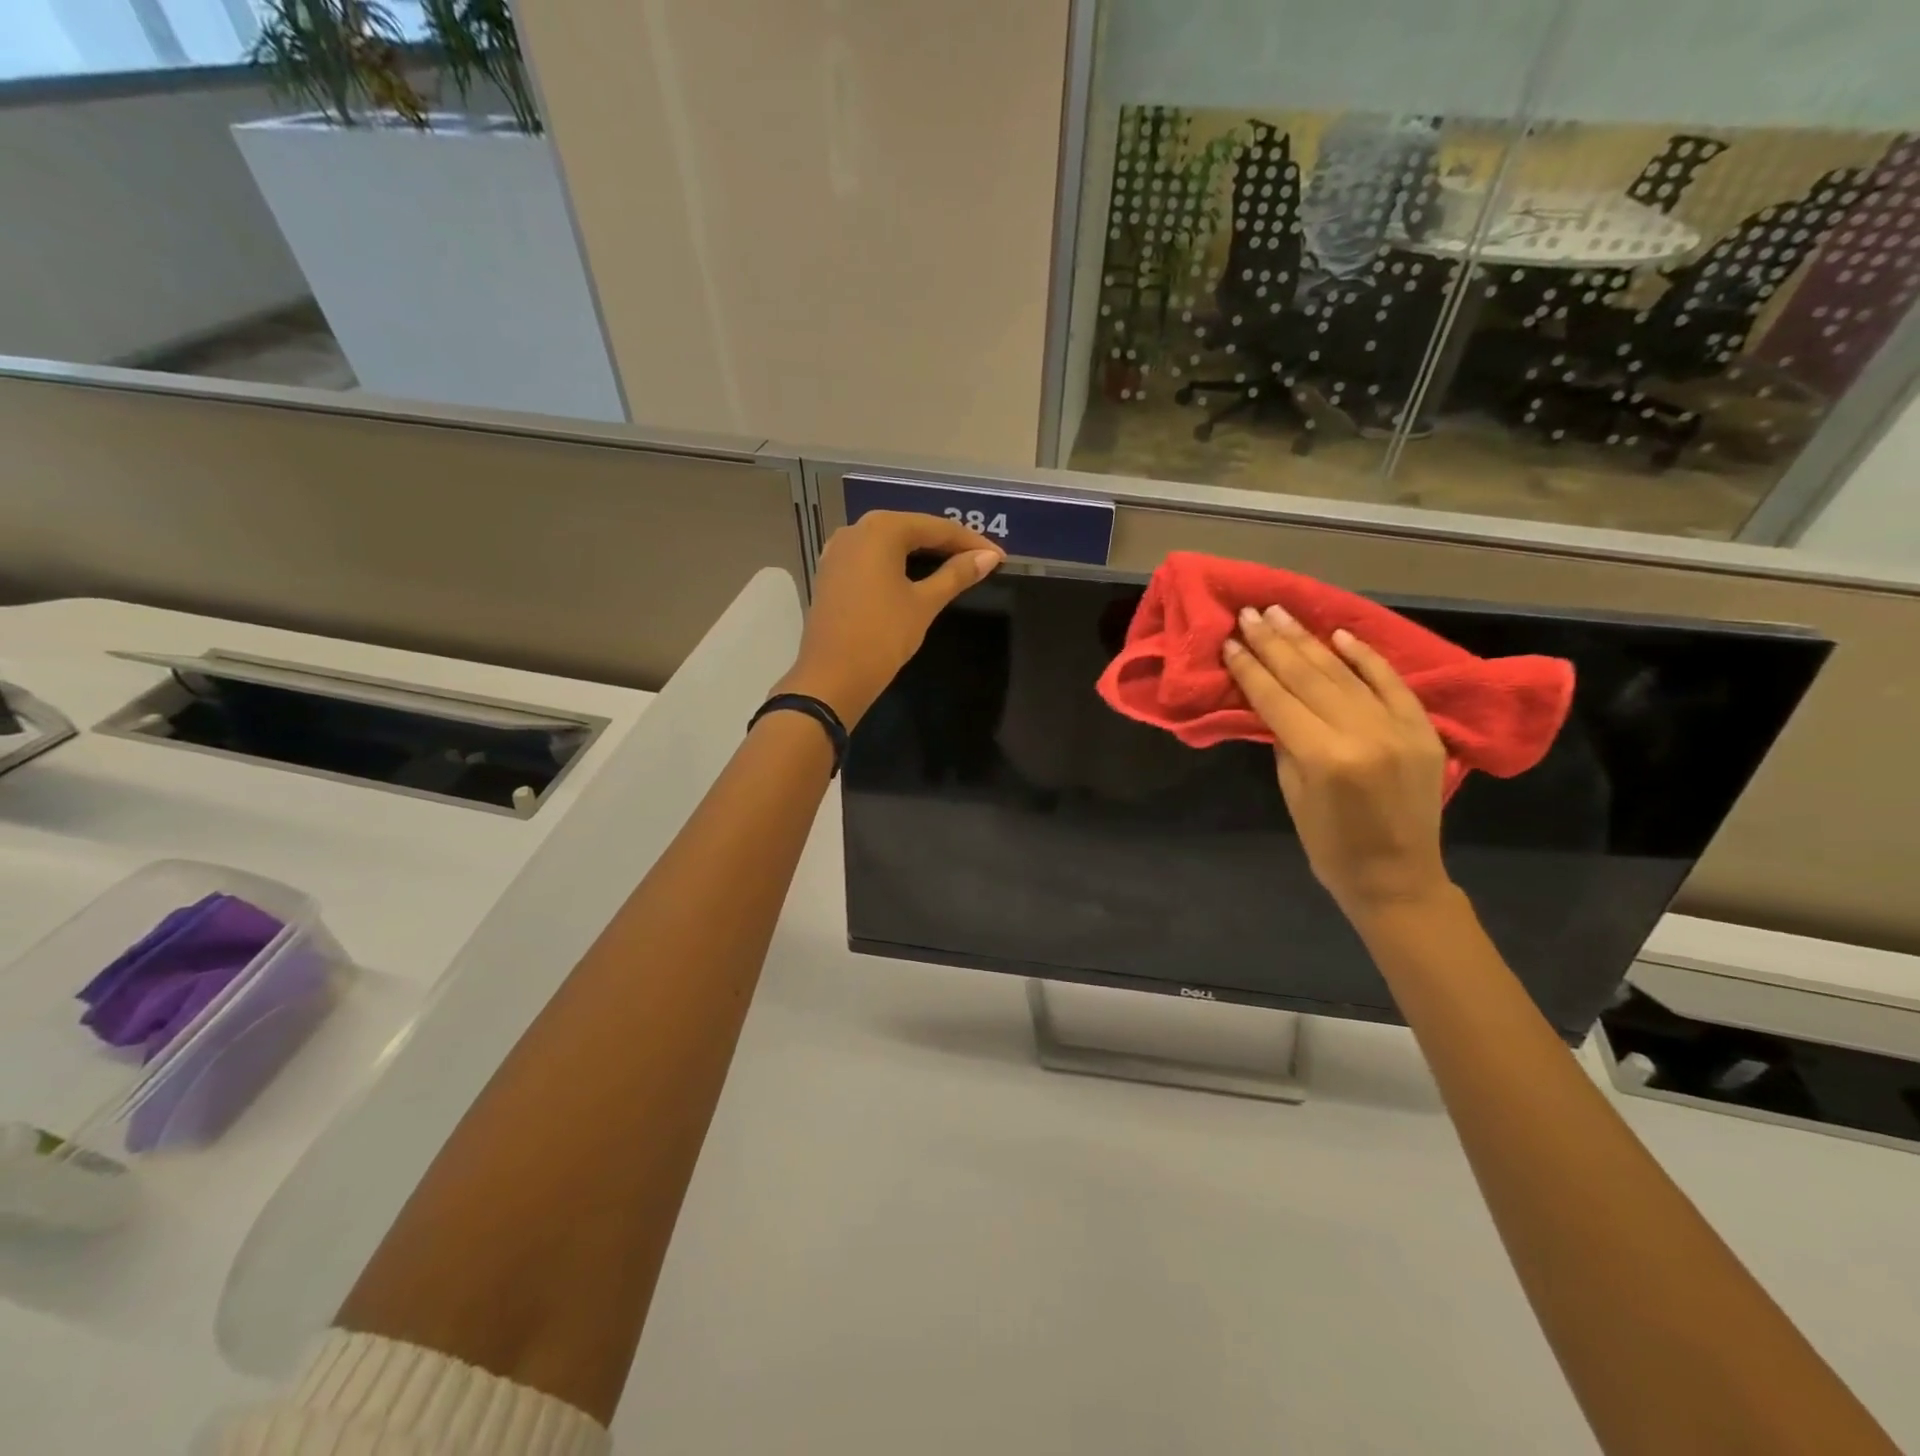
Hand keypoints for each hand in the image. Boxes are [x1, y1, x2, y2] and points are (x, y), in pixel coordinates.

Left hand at [774, 511, 1002, 726]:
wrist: (832, 678)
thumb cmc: (882, 636)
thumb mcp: (924, 604)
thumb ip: (956, 575)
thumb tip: (988, 558)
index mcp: (881, 529)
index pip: (935, 528)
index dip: (970, 542)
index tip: (999, 558)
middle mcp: (856, 529)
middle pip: (911, 530)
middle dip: (947, 544)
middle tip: (981, 561)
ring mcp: (838, 551)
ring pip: (890, 543)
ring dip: (922, 553)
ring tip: (955, 567)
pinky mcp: (831, 573)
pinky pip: (872, 559)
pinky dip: (897, 565)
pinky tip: (916, 577)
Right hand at [1223, 604, 1451, 924]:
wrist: (1398, 877)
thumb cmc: (1330, 846)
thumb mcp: (1293, 793)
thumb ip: (1285, 741)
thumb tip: (1273, 700)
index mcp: (1324, 757)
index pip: (1278, 699)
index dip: (1250, 669)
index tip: (1230, 641)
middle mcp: (1363, 734)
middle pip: (1309, 677)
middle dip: (1274, 643)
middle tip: (1250, 613)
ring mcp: (1398, 728)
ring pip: (1345, 673)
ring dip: (1309, 641)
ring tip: (1281, 614)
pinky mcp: (1423, 729)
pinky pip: (1391, 683)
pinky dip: (1366, 657)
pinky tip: (1338, 634)